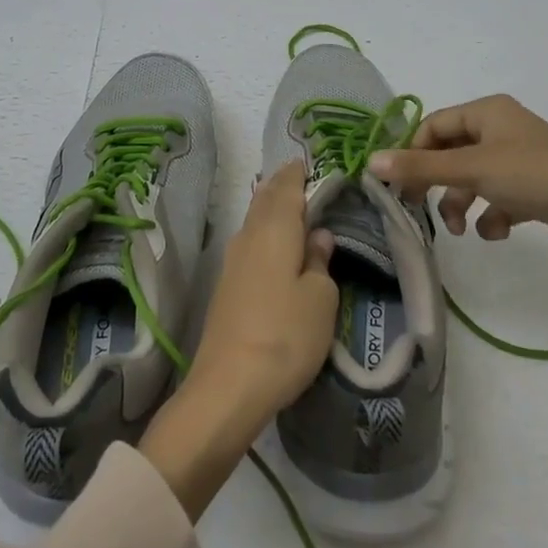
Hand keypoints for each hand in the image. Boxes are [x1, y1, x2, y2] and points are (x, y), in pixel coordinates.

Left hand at [188, 161, 336, 418]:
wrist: (229, 385)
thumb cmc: (286, 334)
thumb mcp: (320, 298)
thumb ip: (320, 261)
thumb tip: (318, 235)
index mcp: (275, 228)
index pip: (287, 186)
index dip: (298, 172)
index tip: (309, 161)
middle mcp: (249, 235)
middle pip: (265, 199)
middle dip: (282, 186)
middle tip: (302, 178)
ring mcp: (233, 260)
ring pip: (255, 220)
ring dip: (271, 209)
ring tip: (292, 206)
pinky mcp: (226, 285)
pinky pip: (249, 242)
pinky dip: (264, 232)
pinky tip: (273, 244)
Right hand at [368, 94, 547, 269]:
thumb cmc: (531, 175)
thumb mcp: (470, 168)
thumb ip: (419, 167)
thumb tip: (370, 162)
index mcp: (487, 111)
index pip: (435, 124)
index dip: (413, 152)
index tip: (398, 184)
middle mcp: (503, 128)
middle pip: (453, 152)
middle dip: (437, 181)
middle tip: (420, 206)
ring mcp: (522, 159)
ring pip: (474, 177)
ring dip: (462, 202)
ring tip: (463, 229)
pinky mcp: (537, 188)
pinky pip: (500, 197)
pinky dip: (492, 214)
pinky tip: (497, 231)